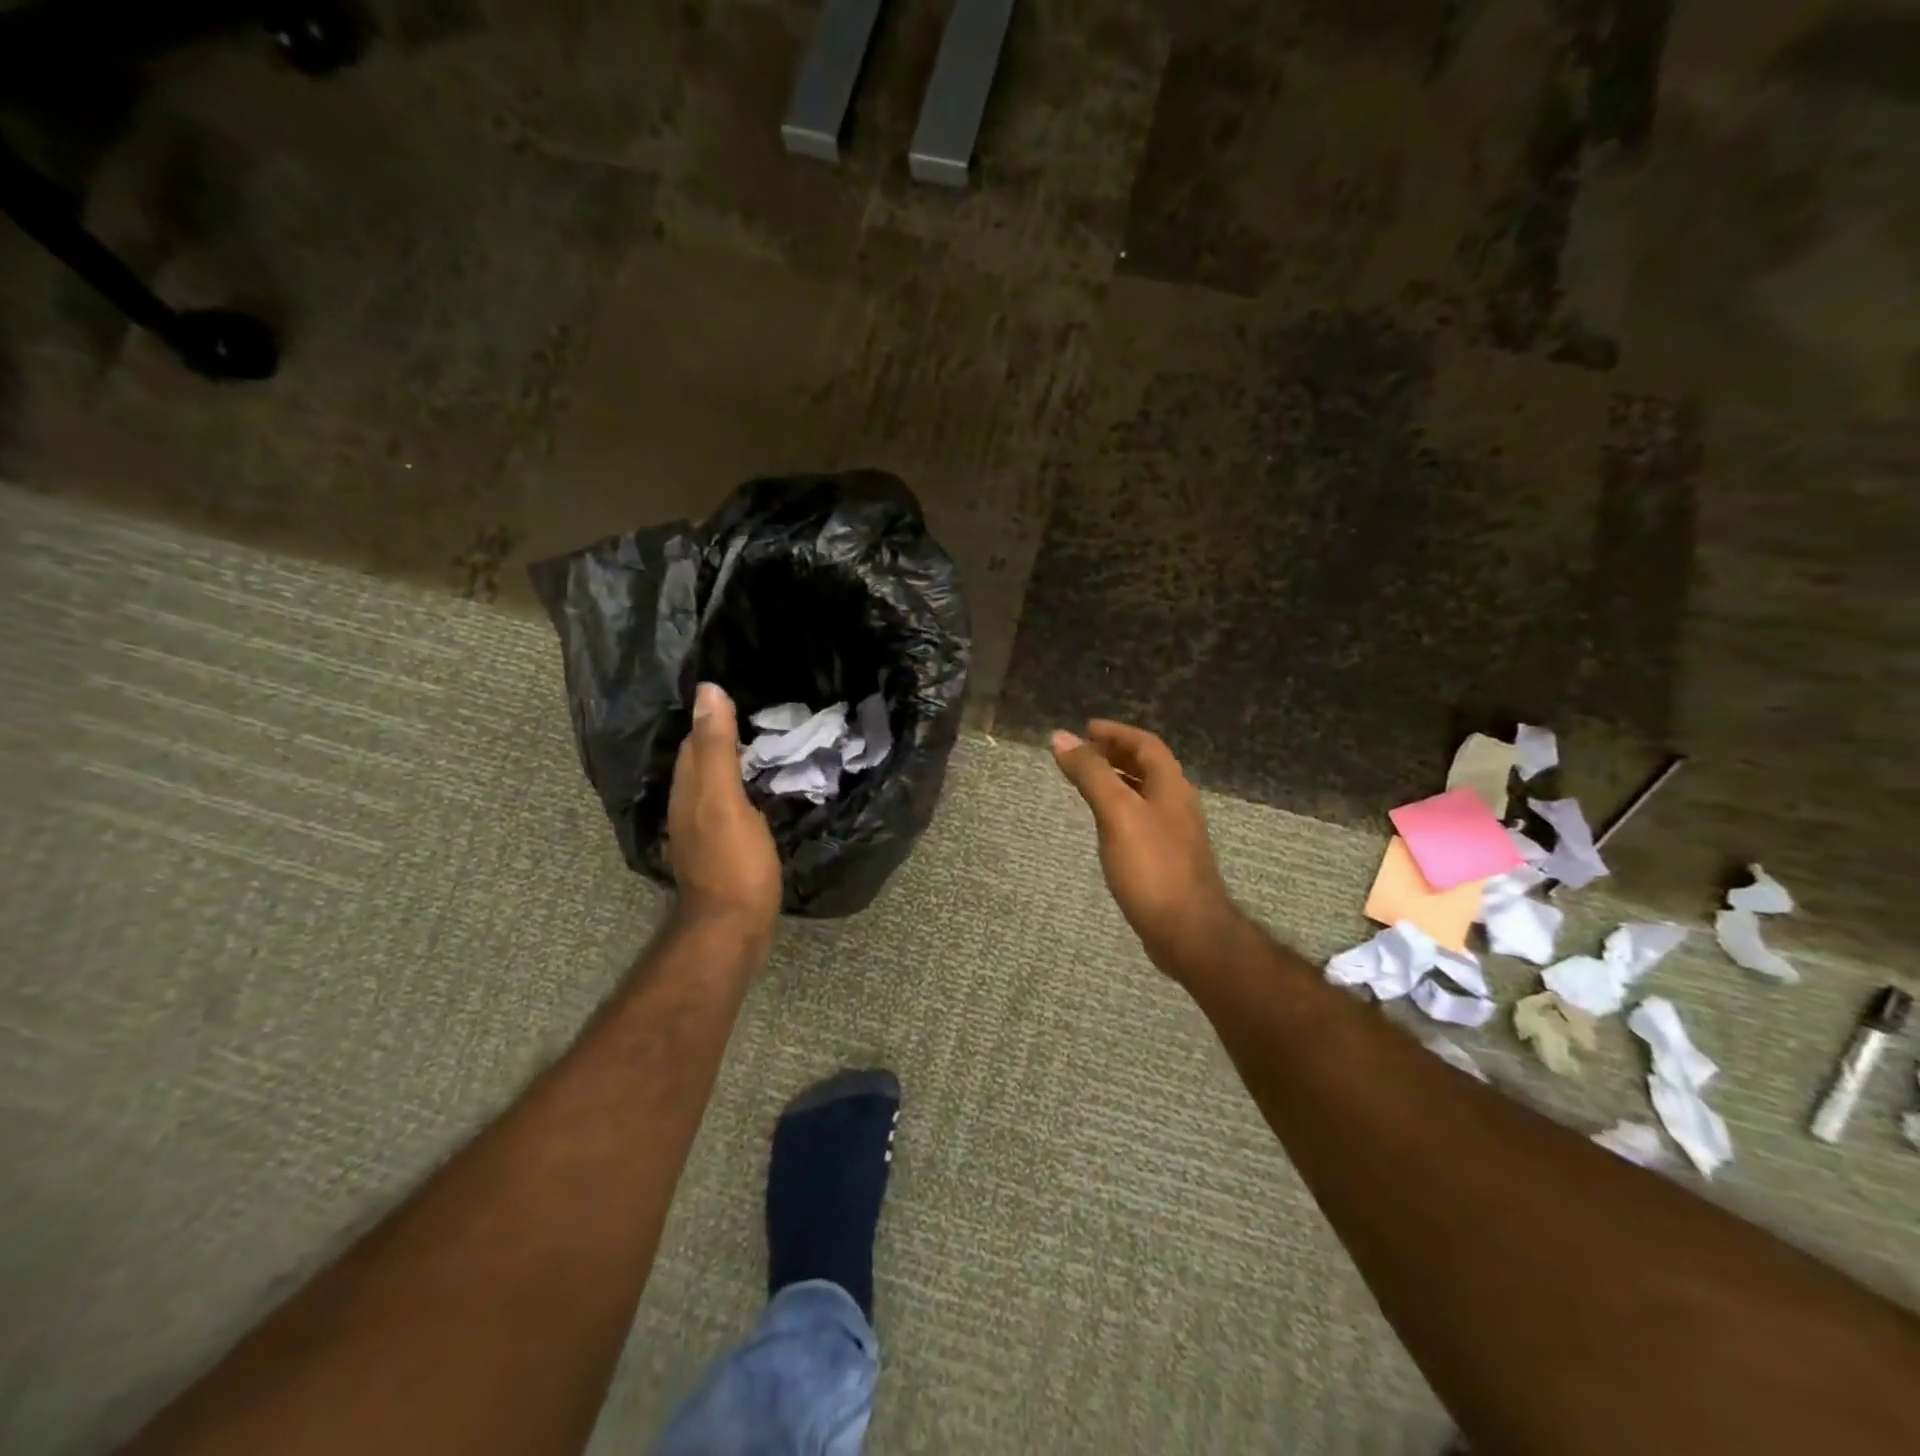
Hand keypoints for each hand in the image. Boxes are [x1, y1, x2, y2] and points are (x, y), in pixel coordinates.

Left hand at [668, 683, 781, 935]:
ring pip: (716, 782)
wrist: (732, 928)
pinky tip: (764, 789)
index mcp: (689, 788)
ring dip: (736, 762)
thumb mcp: (725, 800)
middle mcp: (689, 804)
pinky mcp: (722, 847)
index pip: (696, 738)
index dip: (716, 714)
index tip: (745, 692)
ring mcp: (704, 828)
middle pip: (703, 758)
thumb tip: (707, 690)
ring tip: (769, 743)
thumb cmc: (733, 863)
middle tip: (765, 712)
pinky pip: (731, 804)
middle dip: (725, 733)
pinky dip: (745, 788)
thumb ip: (717, 747)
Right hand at [1052, 720, 1242, 978]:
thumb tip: (1061, 737)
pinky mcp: (1168, 859)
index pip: (1146, 744)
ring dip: (1118, 781)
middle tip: (1082, 753)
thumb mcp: (1117, 813)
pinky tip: (1104, 825)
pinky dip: (1120, 808)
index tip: (1086, 730)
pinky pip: (1141, 819)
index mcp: (1171, 786)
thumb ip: (1091, 774)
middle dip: (1116, 754)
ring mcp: (1175, 834)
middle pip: (1148, 767)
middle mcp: (1178, 804)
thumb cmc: (1152, 866)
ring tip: (1087, 782)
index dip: (1116, 733)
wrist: (1188, 931)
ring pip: (1145, 794)